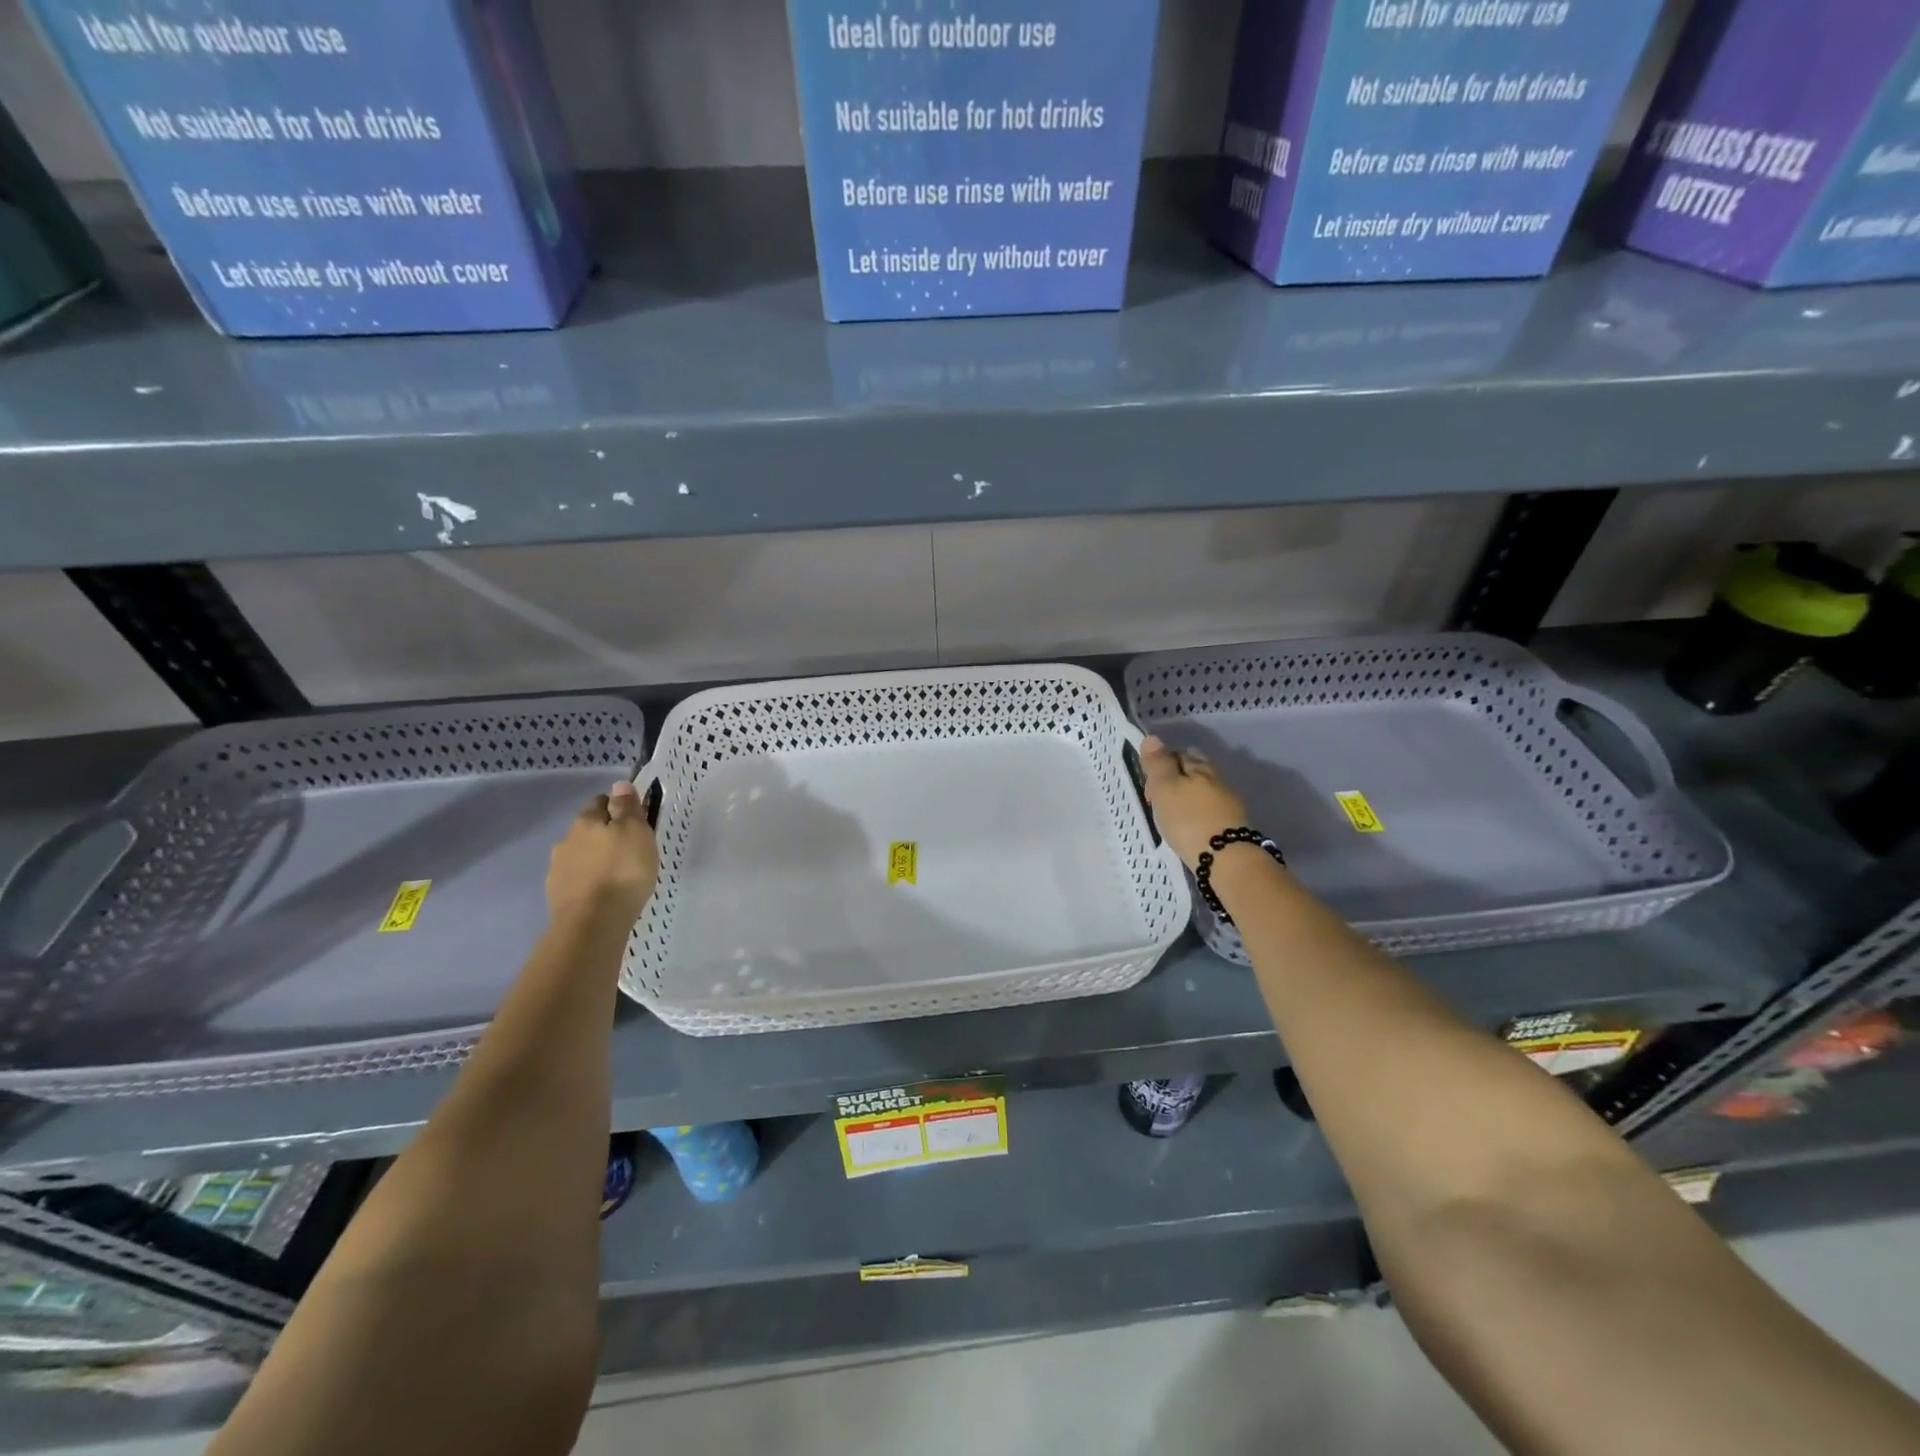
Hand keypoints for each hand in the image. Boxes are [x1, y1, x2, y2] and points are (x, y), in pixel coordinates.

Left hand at [546, 782, 657, 927]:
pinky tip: (601, 892)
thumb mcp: (636, 832)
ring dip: (594, 859)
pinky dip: (587, 881)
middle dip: (604, 834)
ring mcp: (558, 869)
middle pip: (588, 829)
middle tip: (628, 849)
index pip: (600, 801)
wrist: (593, 922)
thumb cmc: (623, 870)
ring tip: (615, 874)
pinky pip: (576, 880)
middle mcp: (566, 840)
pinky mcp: (557, 895)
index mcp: (586, 821)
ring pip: (580, 855)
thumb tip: (619, 785)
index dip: (617, 807)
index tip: (634, 820)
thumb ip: (627, 807)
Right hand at [1138, 736, 1251, 870]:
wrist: (1225, 858)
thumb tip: (1152, 738)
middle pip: (1193, 771)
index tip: (1149, 784)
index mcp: (1200, 766)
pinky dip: (1196, 815)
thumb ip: (1158, 763)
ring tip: (1171, 817)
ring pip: (1202, 791)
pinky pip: (1209, 811)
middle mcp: (1217, 778)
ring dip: (1186, 799)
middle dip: (1175, 780)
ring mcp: (1228, 802)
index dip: (1161, 764)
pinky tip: (1188, 828)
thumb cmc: (1188, 818)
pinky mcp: (1232, 824)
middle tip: (1158, 800)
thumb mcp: (1165, 788)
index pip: (1179, 753)